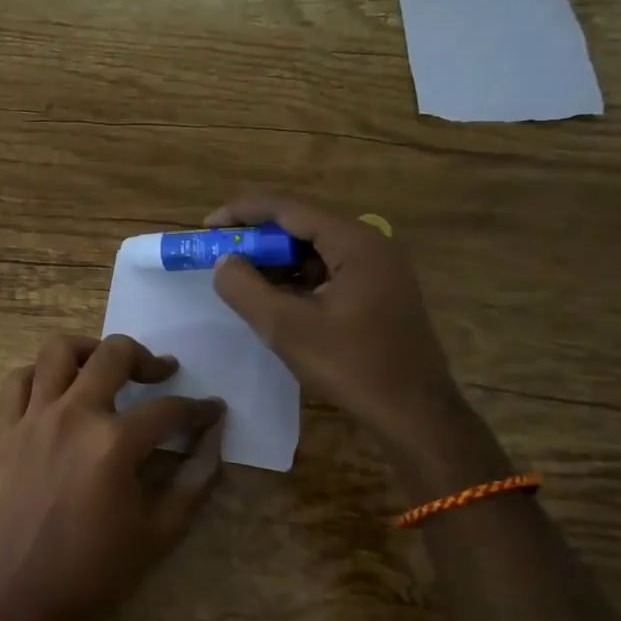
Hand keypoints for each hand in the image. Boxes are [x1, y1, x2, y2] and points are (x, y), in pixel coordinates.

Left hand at [0, 334, 224, 620]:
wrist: (26, 594)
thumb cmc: (98, 568)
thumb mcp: (162, 530)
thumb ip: (196, 479)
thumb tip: (214, 438)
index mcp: (114, 443)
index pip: (169, 410)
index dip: (199, 409)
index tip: (213, 410)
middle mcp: (73, 415)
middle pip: (114, 355)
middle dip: (147, 359)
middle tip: (161, 374)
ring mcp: (35, 418)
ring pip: (58, 351)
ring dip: (89, 350)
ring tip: (106, 367)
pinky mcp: (8, 429)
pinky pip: (18, 380)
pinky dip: (39, 373)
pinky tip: (58, 388)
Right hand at [206, 192, 465, 451]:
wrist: (414, 412)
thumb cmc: (351, 366)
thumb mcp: (286, 328)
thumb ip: (245, 289)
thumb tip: (224, 263)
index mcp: (354, 242)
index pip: (288, 208)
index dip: (242, 212)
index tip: (206, 226)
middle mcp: (370, 244)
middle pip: (302, 225)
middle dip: (257, 238)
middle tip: (219, 255)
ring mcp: (378, 268)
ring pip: (314, 250)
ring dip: (276, 261)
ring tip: (240, 279)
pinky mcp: (379, 292)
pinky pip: (328, 271)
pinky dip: (297, 279)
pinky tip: (275, 299)